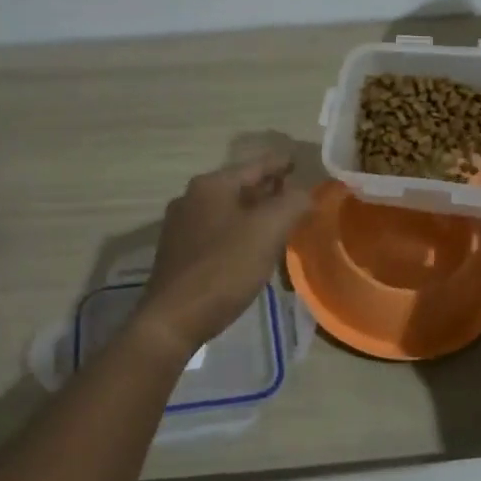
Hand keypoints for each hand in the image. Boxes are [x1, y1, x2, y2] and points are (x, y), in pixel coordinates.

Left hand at [137, 155, 314, 353]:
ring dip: (254, 212)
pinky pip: (217, 231)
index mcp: (211, 186)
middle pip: (239, 186)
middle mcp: (191, 198)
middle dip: (268, 189)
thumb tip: (306, 192)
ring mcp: (181, 226)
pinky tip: (253, 247)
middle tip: (295, 193)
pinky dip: (239, 231)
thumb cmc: (223, 269)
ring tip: (279, 219)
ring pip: (228, 210)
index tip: (298, 161)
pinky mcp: (179, 253)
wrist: (174, 319)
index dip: (280, 163)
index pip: (255, 166)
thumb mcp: (267, 231)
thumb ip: (292, 204)